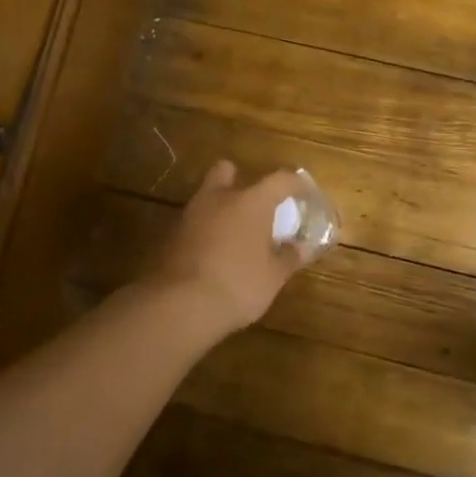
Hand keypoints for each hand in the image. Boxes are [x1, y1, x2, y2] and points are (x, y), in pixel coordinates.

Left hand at [143, 161, 307, 335]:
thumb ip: (289, 258)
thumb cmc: (238, 284)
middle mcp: (219, 199)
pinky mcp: (170, 237)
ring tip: (236, 235)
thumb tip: (301, 248)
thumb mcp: (273, 277)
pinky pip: (193, 224)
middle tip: (254, 204)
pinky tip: (214, 254)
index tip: (305, 195)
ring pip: (207, 197)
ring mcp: (190, 216)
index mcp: (251, 202)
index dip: (297, 184)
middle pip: (226, 170)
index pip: (281, 180)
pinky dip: (205, 232)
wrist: (178, 306)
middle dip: (240, 180)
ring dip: (221, 209)